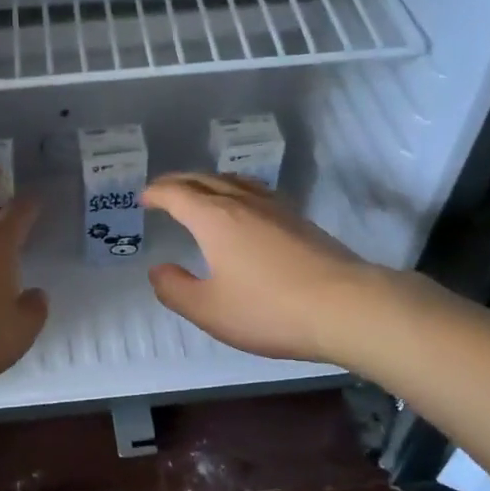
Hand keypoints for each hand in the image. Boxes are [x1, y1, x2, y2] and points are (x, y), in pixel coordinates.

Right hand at [143, 173, 381, 364]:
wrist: (345, 307)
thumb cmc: (269, 309)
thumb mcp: (209, 310)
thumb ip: (176, 289)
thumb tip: (158, 270)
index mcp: (214, 219)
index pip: (178, 194)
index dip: (157, 193)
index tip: (144, 197)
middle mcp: (243, 203)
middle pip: (205, 180)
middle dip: (179, 182)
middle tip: (164, 190)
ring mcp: (276, 209)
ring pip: (235, 182)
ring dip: (209, 182)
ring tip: (200, 192)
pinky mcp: (299, 221)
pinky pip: (257, 193)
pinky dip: (236, 192)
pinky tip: (245, 209)